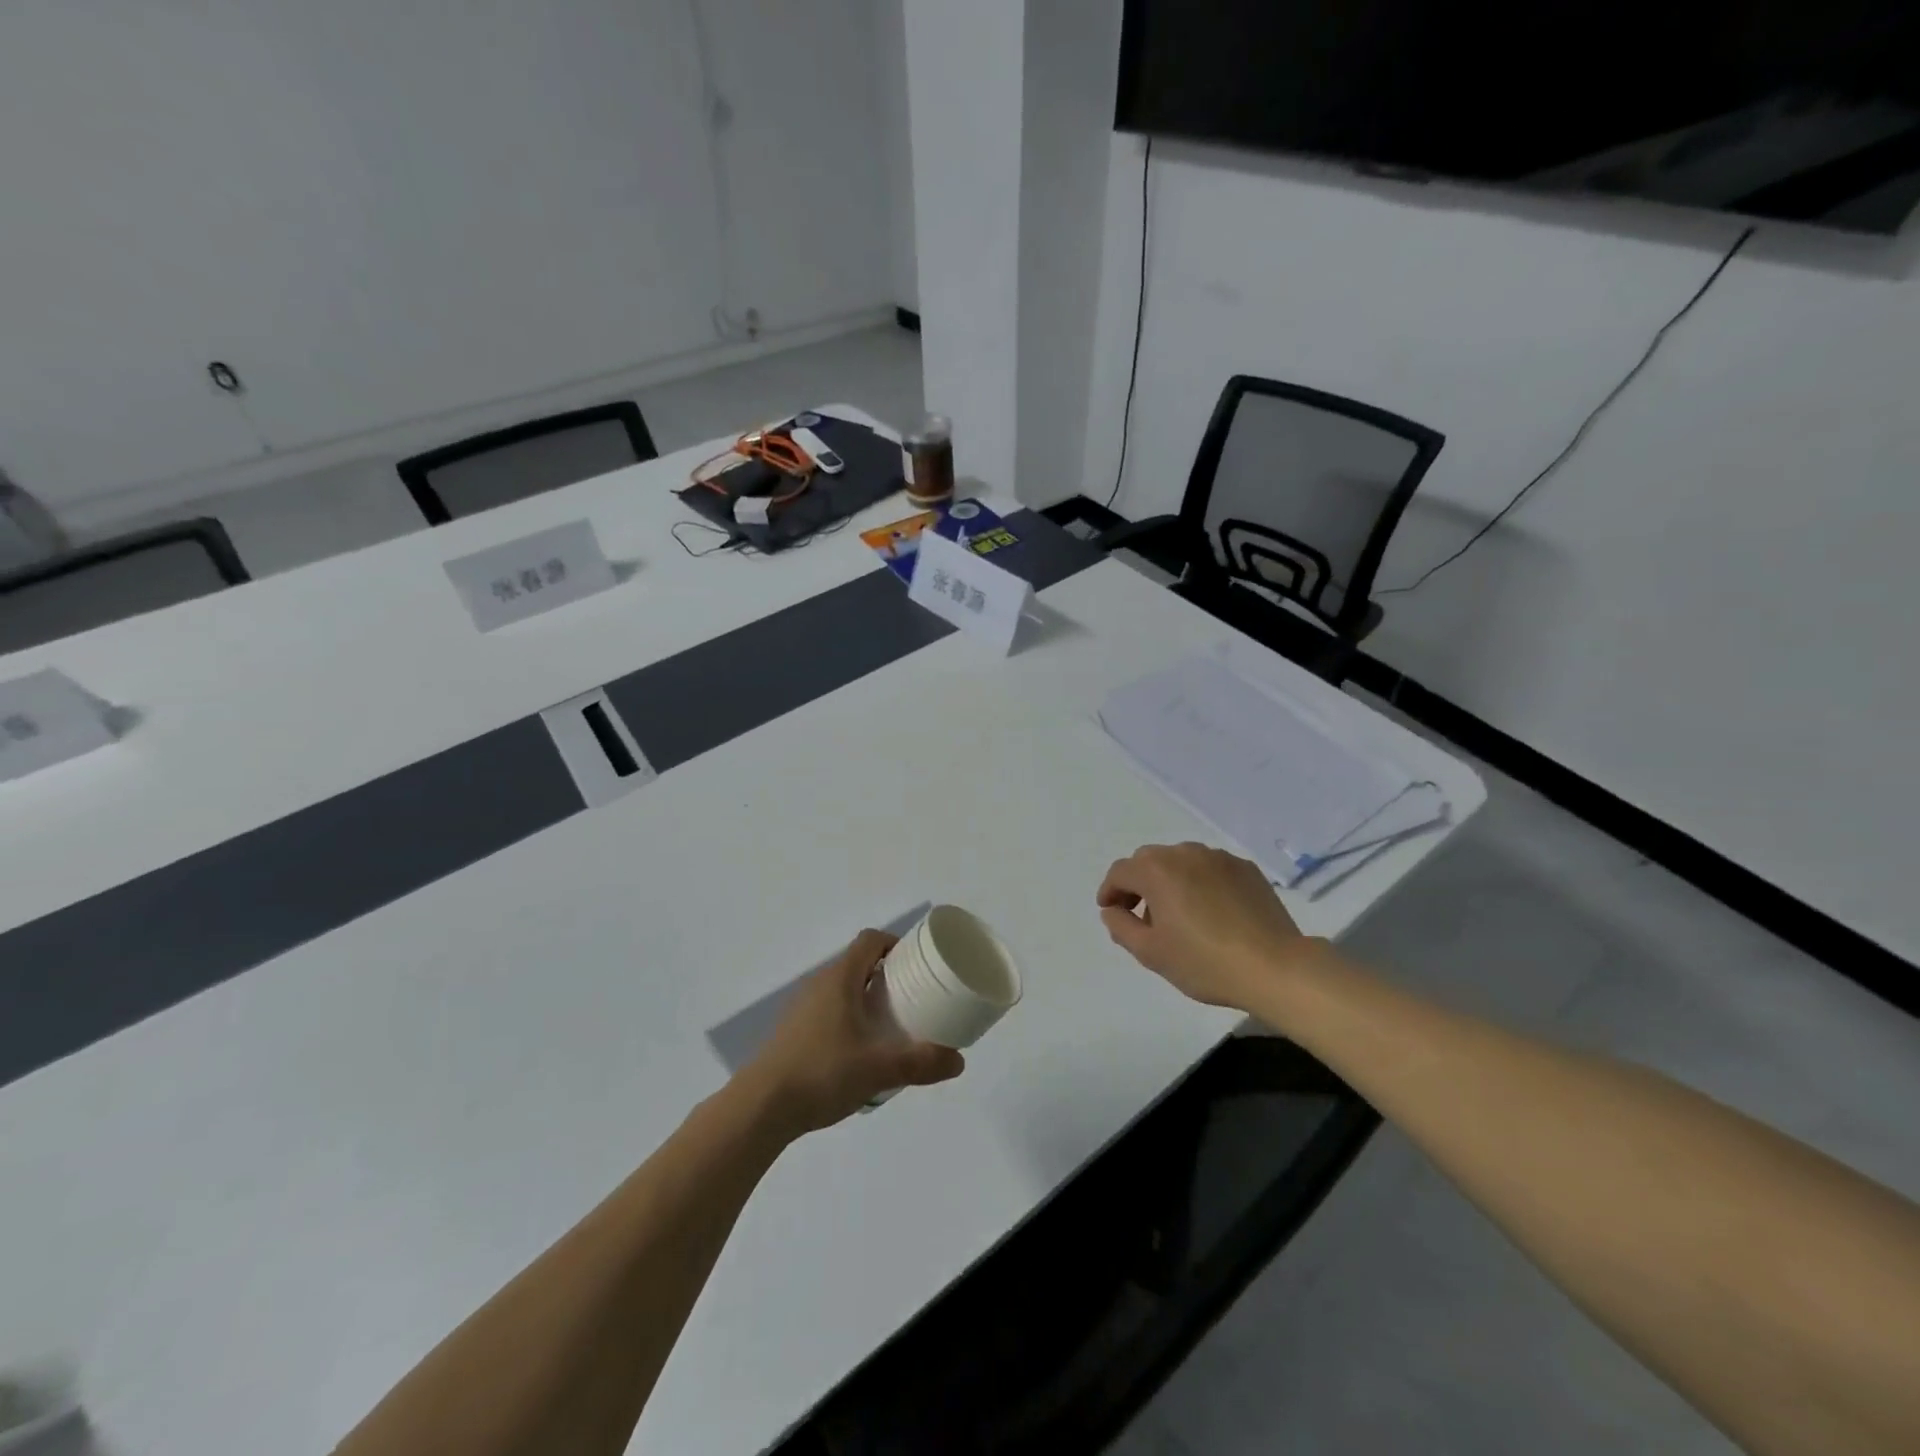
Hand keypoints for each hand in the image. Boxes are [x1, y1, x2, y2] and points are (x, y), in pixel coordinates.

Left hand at [742, 929, 964, 1137]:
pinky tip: (859, 1051)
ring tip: (890, 1025)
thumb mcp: (878, 1069)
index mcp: (840, 978)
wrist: (760, 1107)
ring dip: (866, 998)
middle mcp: (819, 984)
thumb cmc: (822, 1073)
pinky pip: (828, 1010)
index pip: (870, 940)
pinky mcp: (792, 1031)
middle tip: (912, 997)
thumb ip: (920, 1063)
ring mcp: (802, 1008)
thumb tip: (959, 1061)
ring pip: (842, 988)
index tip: (917, 964)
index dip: (895, 944)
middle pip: (858, 963)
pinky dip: (848, 1017)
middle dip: (886, 975)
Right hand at [1096, 842, 1316, 1009]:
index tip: (1110, 910)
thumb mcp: (1151, 953)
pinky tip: (1210, 911)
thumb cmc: (1205, 962)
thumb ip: (1121, 927)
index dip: (1110, 890)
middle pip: (1149, 860)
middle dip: (1138, 883)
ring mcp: (1218, 857)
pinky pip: (1210, 869)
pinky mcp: (1245, 868)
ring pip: (1181, 861)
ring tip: (1178, 914)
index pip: (1121, 872)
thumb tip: (1112, 911)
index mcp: (1157, 870)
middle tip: (1140, 913)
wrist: (1275, 967)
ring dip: (1170, 880)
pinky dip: (1200, 882)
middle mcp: (1185, 853)